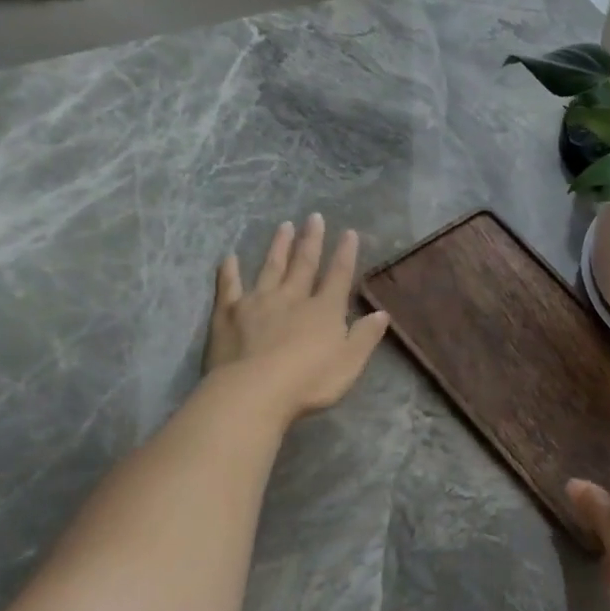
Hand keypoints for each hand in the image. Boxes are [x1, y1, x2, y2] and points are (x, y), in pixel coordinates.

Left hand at [203, 214, 390, 418]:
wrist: (253, 392)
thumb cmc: (309, 381)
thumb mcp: (350, 362)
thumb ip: (365, 336)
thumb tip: (381, 313)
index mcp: (324, 310)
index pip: (339, 276)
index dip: (345, 254)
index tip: (349, 232)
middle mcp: (292, 298)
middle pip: (304, 264)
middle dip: (311, 241)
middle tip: (314, 217)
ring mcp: (258, 303)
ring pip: (270, 268)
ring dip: (278, 247)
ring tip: (283, 226)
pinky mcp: (228, 315)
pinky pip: (228, 287)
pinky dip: (228, 272)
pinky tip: (229, 258)